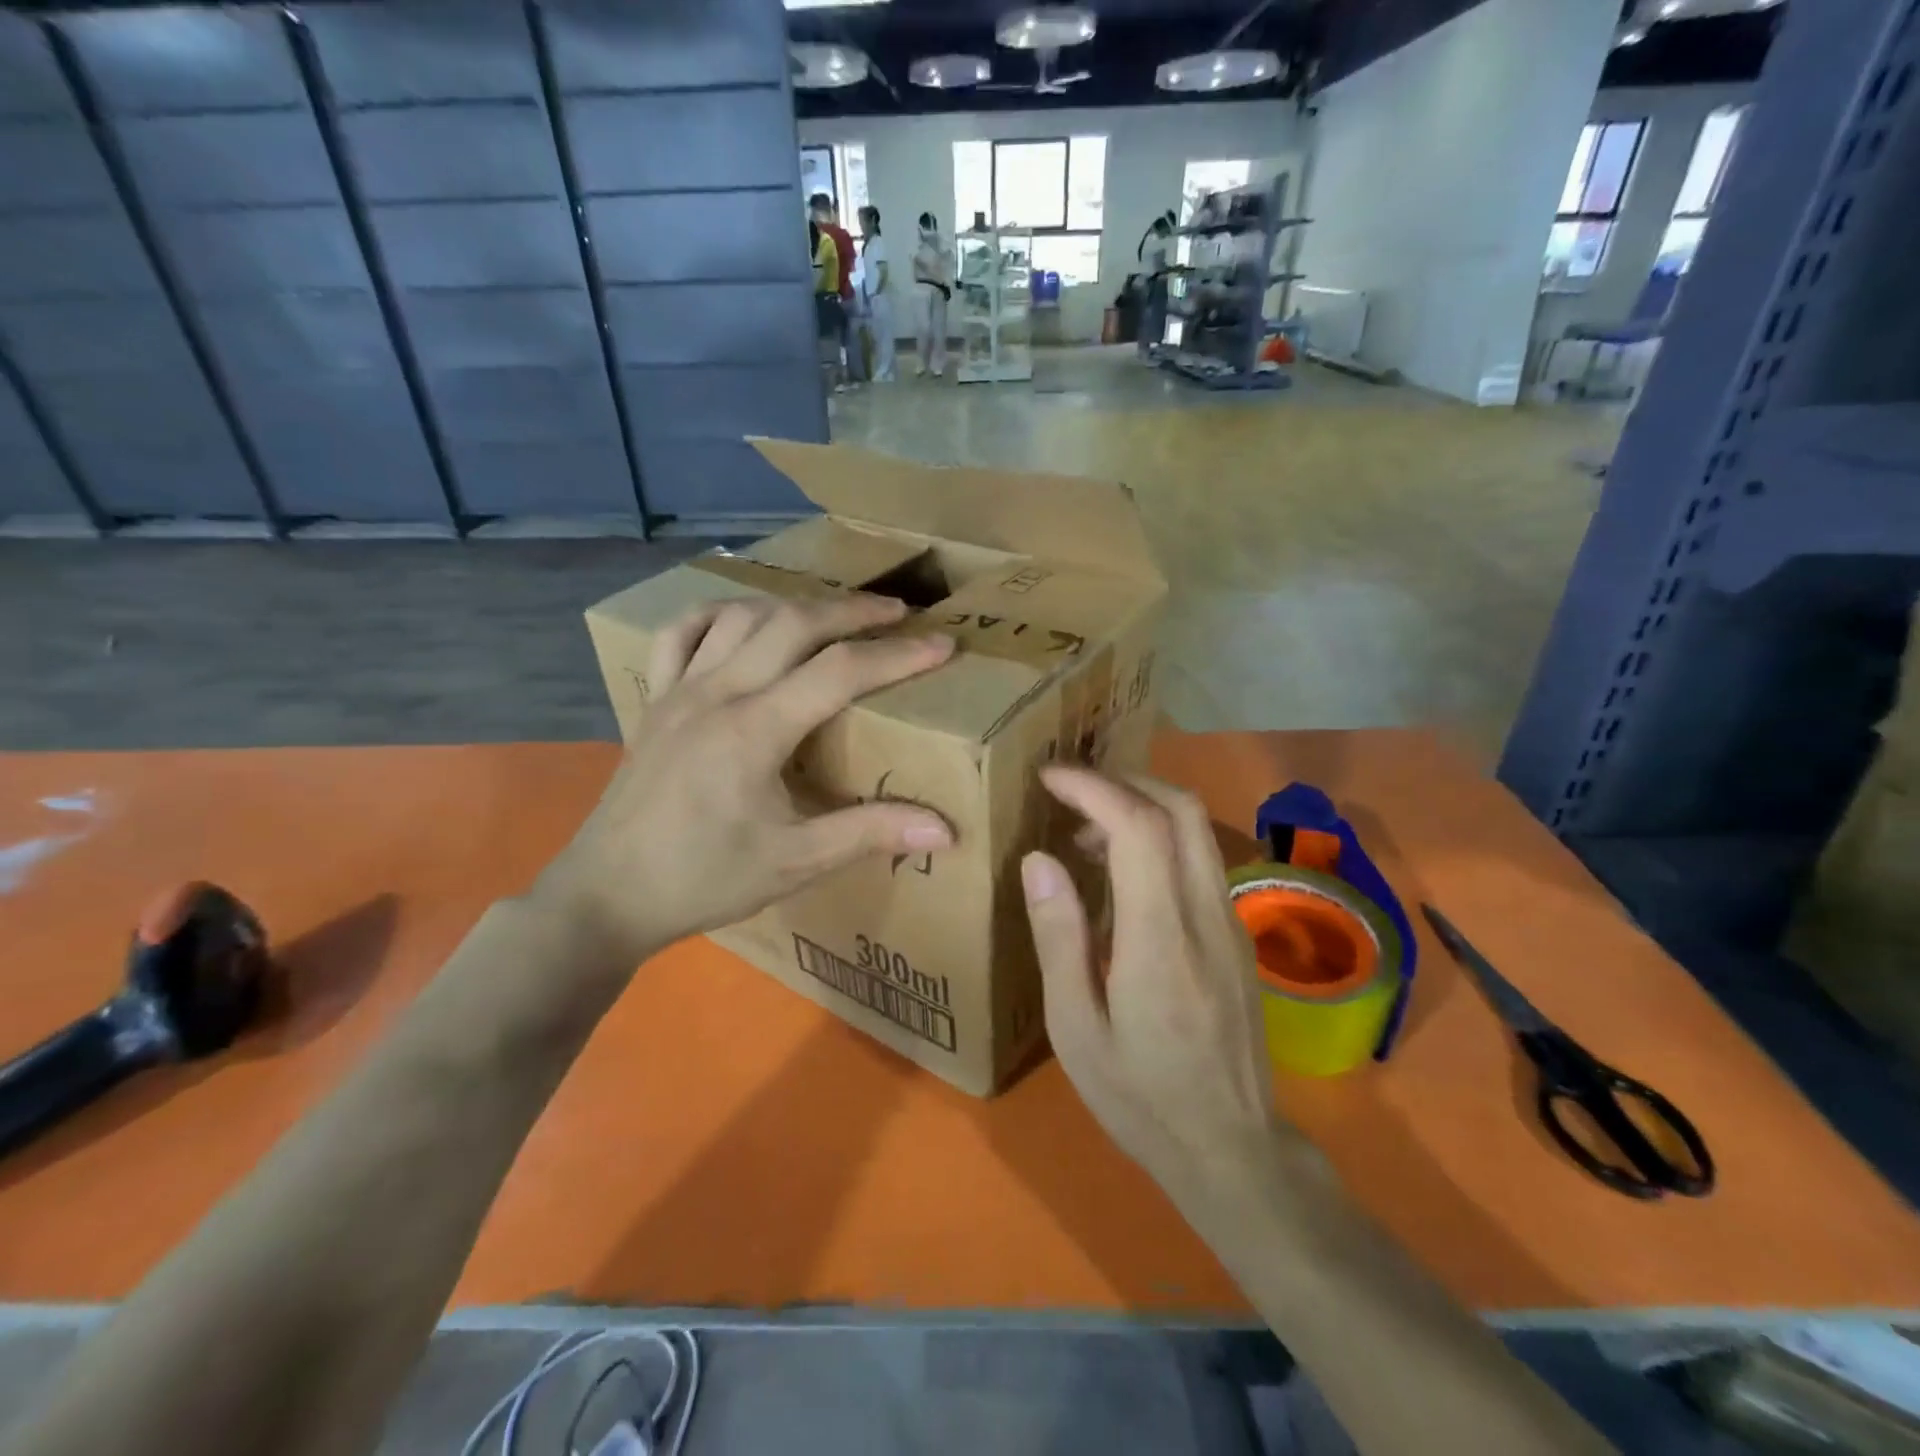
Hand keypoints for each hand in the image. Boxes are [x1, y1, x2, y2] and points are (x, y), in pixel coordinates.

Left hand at [537, 595, 954, 969]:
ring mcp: (679, 690)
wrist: (608, 895)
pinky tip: (741, 621)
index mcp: (754, 730)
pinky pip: (681, 633)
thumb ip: (869, 834)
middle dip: (851, 610)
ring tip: (832, 614)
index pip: (840, 671)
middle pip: (792, 623)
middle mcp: (717, 693)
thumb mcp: (795, 863)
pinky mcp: (655, 700)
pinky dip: (718, 614)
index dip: (898, 655)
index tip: (942, 643)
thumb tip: (945, 831)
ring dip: (793, 606)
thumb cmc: (703, 880)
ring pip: (740, 616)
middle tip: (897, 613)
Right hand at [1021, 768, 1312, 1221]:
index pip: (1140, 829)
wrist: (1235, 1151)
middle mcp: (1205, 916)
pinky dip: (1158, 837)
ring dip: (1141, 806)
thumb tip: (1040, 859)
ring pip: (1196, 829)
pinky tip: (1120, 871)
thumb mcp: (1077, 1030)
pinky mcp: (1236, 935)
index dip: (1095, 788)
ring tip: (1085, 829)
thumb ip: (1060, 938)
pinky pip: (1199, 859)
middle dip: (1122, 781)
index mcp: (1160, 940)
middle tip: (1068, 790)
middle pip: (1181, 810)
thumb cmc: (1141, 1098)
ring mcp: (1230, 923)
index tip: (1050, 777)